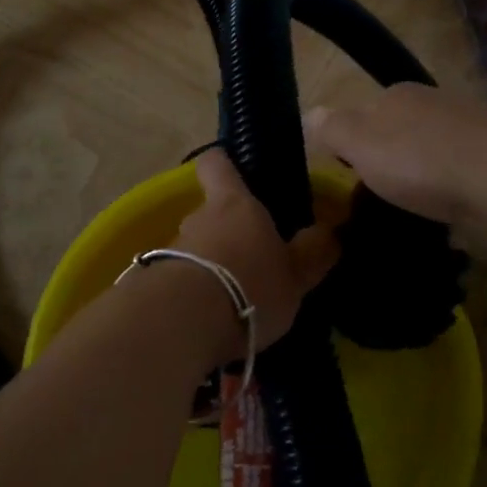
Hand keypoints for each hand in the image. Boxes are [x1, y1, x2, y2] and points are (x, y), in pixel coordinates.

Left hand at [173, 148, 337, 361]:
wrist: (184, 322)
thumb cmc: (250, 284)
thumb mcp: (296, 274)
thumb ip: (313, 252)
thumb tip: (329, 231)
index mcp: (234, 203)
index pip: (217, 164)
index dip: (224, 164)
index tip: (236, 172)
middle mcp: (199, 218)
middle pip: (211, 212)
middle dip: (230, 232)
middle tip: (255, 259)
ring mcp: (174, 249)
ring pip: (197, 248)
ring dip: (214, 266)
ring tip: (238, 299)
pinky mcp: (156, 282)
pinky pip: (182, 279)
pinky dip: (197, 293)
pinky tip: (214, 321)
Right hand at [304, 83, 486, 237]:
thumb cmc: (421, 159)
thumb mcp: (359, 142)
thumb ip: (331, 128)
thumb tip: (309, 114)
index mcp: (400, 95)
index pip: (364, 112)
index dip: (351, 142)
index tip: (345, 175)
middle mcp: (436, 106)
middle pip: (400, 134)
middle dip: (389, 162)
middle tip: (375, 199)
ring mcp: (471, 135)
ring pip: (432, 158)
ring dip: (422, 182)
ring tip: (409, 215)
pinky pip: (461, 182)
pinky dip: (451, 198)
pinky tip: (446, 221)